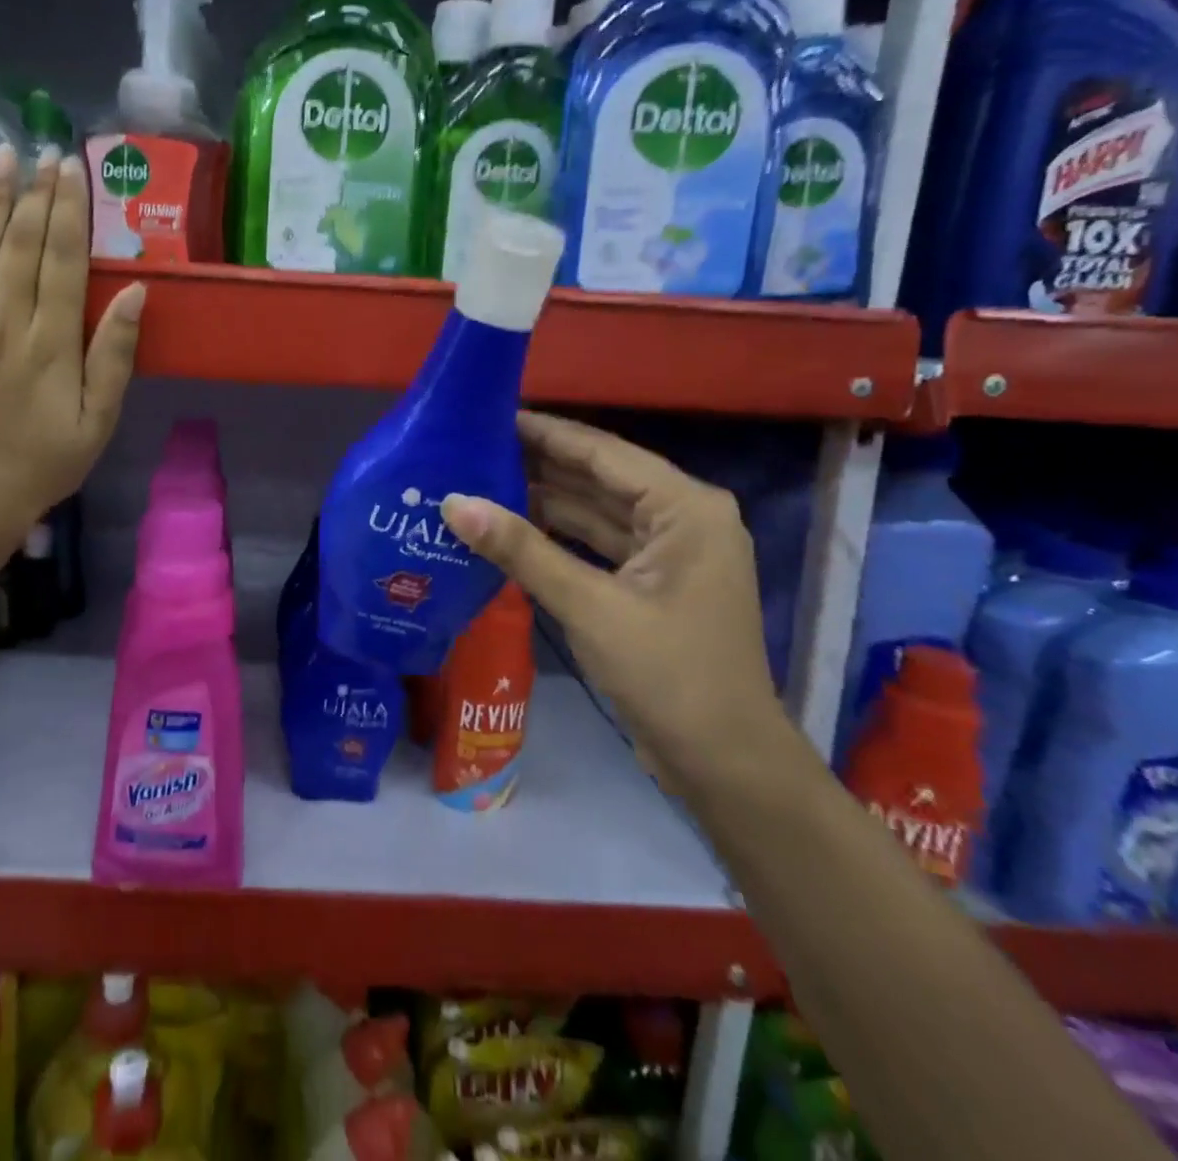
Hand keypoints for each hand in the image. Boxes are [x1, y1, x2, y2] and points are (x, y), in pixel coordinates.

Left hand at [0, 145, 144, 530]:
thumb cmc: (47, 462)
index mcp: (51, 345)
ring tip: (2, 156)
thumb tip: (133, 292)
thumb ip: (114, 356)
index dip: (69, 211)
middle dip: (34, 194)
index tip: (73, 169)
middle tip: (44, 150)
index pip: (61, 261)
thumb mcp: (99, 420)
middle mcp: (3, 326)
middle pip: (19, 246)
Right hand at [440, 411, 798, 793]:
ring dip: (543, 500)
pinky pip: (597, 543)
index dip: (544, 432)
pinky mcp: (652, 582)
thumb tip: (453, 503)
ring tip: (478, 481)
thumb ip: (521, 550)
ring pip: (596, 511)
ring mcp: (668, 552)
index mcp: (685, 507)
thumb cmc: (669, 675)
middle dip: (538, 464)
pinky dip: (557, 536)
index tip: (488, 414)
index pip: (602, 452)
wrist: (724, 763)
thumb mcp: (590, 606)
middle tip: (471, 448)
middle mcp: (682, 517)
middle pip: (598, 477)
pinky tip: (509, 528)